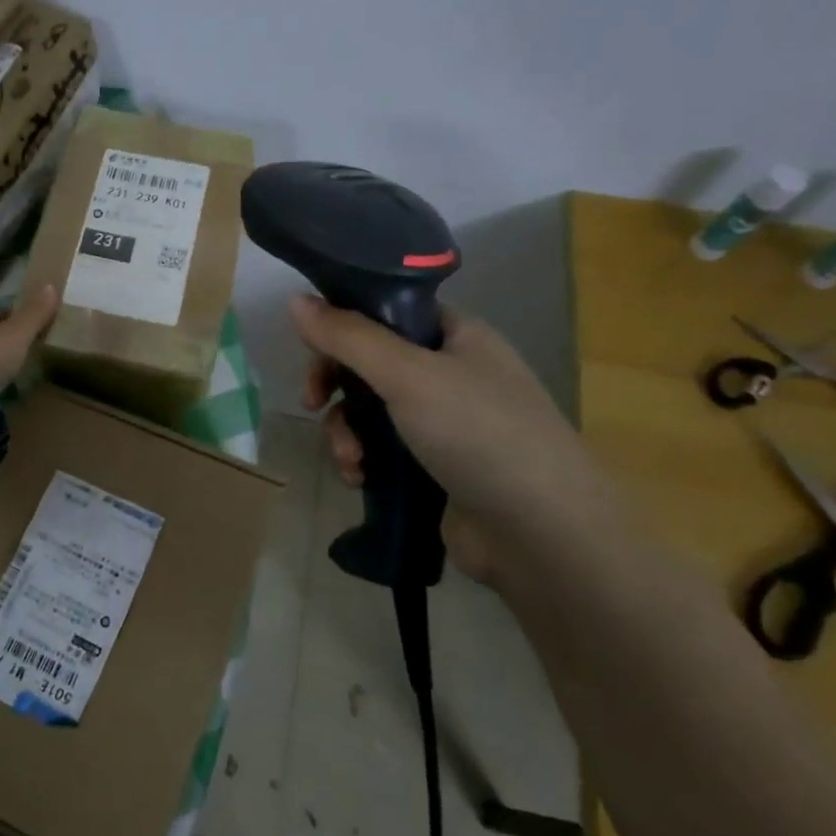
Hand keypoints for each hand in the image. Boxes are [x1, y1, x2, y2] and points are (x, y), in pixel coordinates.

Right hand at [291, 295, 615, 579]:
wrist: (541, 536)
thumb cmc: (479, 434)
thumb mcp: (408, 374)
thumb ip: (348, 336)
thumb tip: (294, 300)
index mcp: (457, 337)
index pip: (387, 311)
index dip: (345, 324)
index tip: (311, 347)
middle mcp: (450, 374)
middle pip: (370, 363)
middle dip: (336, 386)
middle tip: (312, 403)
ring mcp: (443, 424)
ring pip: (369, 411)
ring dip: (346, 432)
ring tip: (351, 461)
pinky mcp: (433, 469)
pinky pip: (380, 451)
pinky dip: (362, 461)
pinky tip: (359, 480)